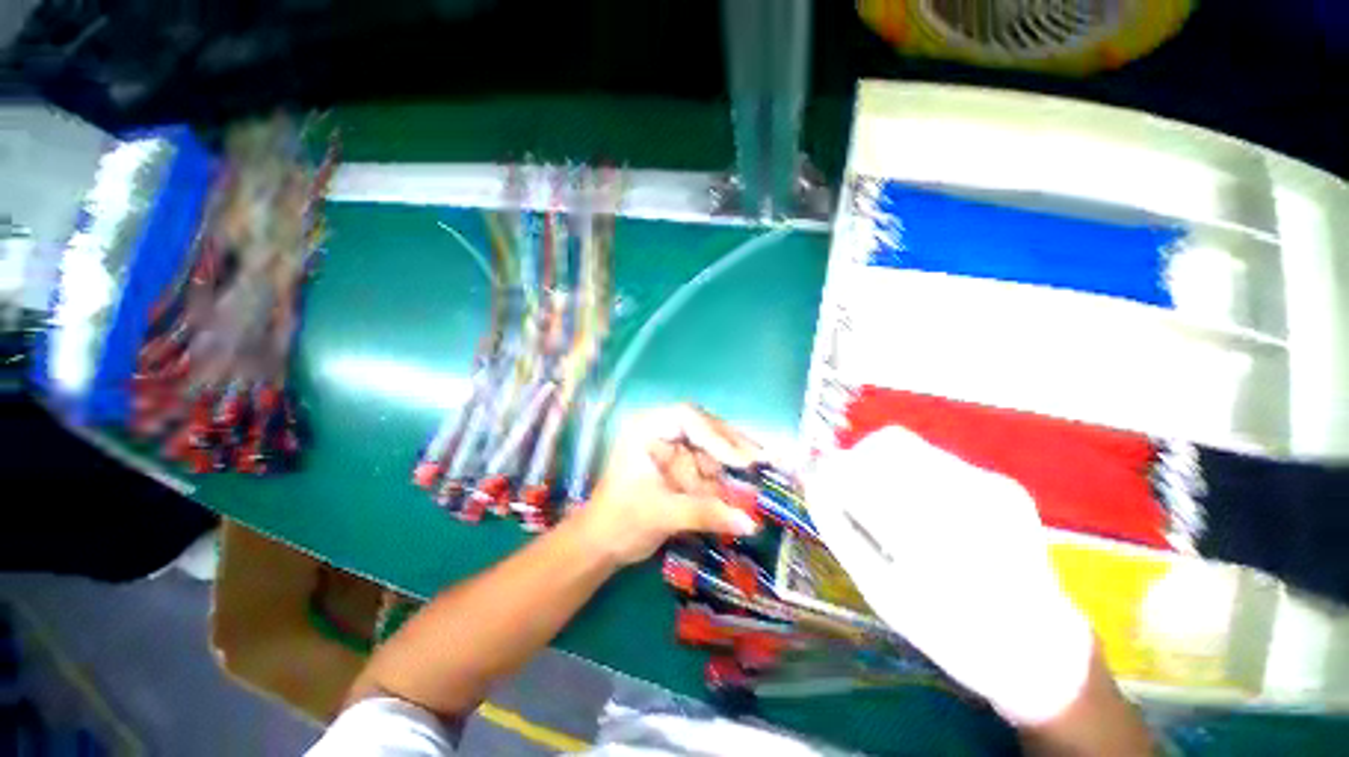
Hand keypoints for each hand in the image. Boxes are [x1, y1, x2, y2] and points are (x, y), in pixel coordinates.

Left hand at [575, 404, 762, 565]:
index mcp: (646, 429)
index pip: (686, 417)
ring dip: (734, 465)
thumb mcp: (662, 514)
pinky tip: (746, 488)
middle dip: (731, 448)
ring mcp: (673, 449)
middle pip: (704, 429)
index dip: (716, 435)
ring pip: (711, 449)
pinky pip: (709, 468)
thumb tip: (750, 522)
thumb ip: (705, 513)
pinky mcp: (681, 468)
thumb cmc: (621, 521)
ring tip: (763, 474)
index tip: (740, 460)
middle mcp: (662, 432)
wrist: (602, 545)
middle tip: (763, 461)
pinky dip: (726, 479)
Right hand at [805, 427, 1094, 726]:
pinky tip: (922, 509)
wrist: (1038, 649)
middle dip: (857, 462)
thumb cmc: (948, 631)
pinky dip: (912, 474)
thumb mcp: (879, 589)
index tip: (819, 483)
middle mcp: (965, 497)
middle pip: (886, 444)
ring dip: (882, 465)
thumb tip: (812, 479)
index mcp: (929, 535)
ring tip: (885, 504)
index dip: (831, 471)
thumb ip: (839, 528)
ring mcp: (991, 485)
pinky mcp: (1004, 483)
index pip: (859, 472)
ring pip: (909, 446)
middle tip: (850, 493)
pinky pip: (936, 459)